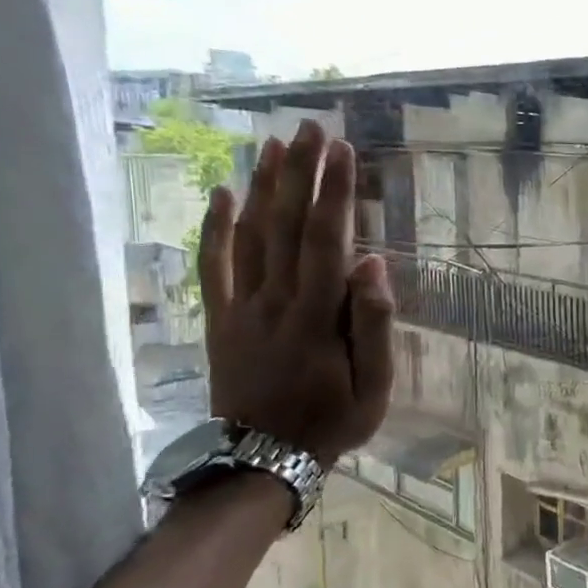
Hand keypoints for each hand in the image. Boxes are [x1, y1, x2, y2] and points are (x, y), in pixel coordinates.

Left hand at [198, 120, 395, 467]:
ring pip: (248, 236)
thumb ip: (373, 325)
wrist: (262, 459)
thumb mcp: (374, 386)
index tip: (343, 151)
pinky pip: (212, 266)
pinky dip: (215, 228)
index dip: (334, 192)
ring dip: (261, 187)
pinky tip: (222, 194)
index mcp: (315, 317)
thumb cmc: (332, 421)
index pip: (326, 240)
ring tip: (273, 145)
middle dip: (299, 173)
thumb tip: (373, 265)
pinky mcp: (219, 319)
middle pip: (284, 225)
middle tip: (309, 128)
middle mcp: (273, 301)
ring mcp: (240, 308)